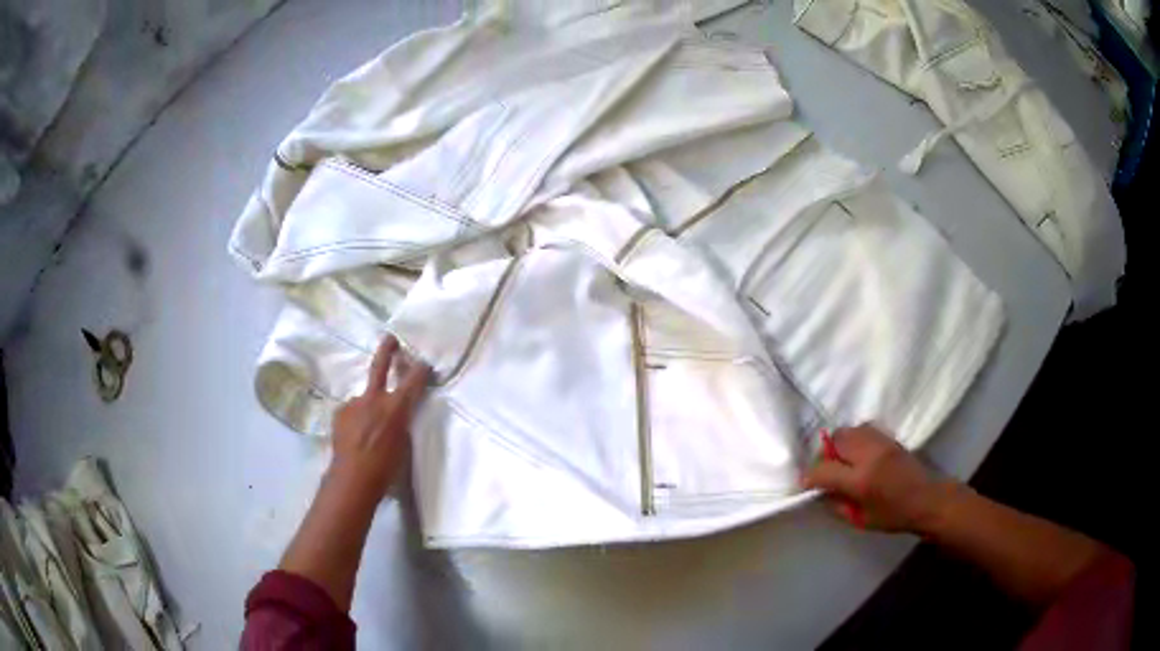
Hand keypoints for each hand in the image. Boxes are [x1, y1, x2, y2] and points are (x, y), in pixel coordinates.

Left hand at [328, 335, 430, 500]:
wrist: (352, 479)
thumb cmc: (386, 467)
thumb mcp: (404, 443)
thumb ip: (401, 421)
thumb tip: (396, 413)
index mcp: (396, 407)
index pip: (414, 379)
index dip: (421, 369)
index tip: (424, 364)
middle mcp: (374, 399)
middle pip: (380, 366)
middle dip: (387, 350)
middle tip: (391, 338)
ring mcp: (354, 404)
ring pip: (365, 397)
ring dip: (369, 406)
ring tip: (368, 428)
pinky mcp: (340, 412)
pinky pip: (353, 410)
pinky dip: (357, 418)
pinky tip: (356, 435)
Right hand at [801, 425, 955, 532]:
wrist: (929, 498)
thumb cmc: (894, 516)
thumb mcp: (860, 520)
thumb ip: (837, 505)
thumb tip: (821, 493)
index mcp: (861, 480)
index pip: (824, 470)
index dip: (810, 477)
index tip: (806, 485)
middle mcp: (869, 455)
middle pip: (835, 440)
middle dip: (825, 454)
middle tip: (827, 470)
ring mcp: (881, 442)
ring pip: (849, 430)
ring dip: (840, 444)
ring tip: (843, 461)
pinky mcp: (889, 437)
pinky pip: (863, 429)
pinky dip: (855, 439)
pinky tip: (859, 454)